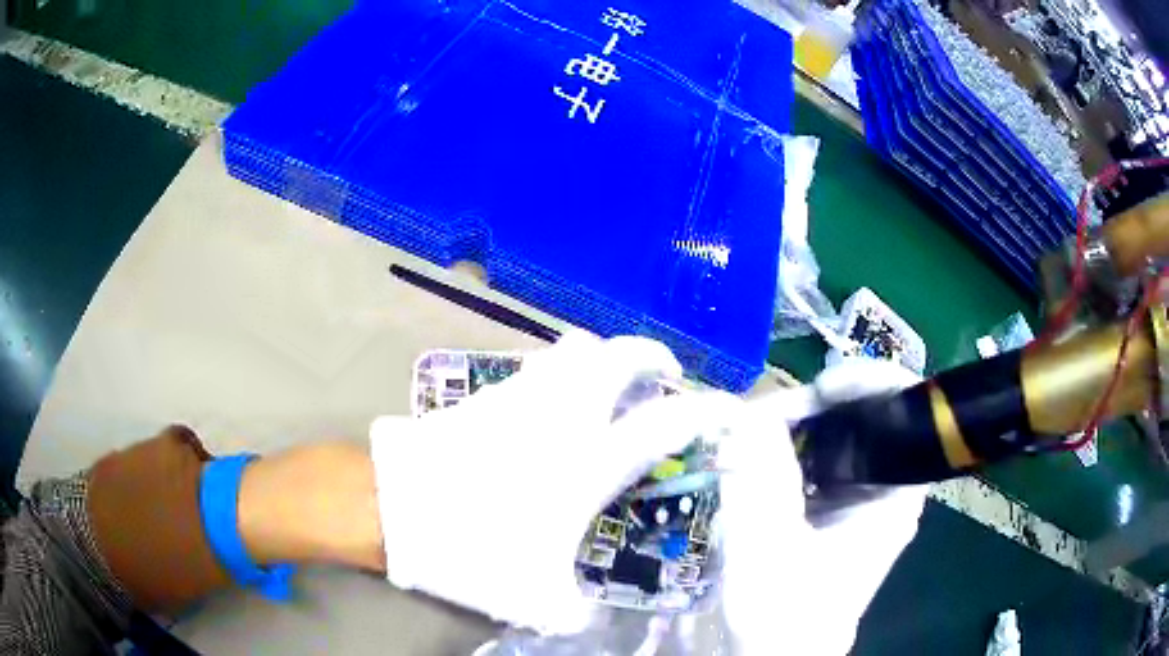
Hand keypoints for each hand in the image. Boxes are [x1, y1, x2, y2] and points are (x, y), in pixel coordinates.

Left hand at [368, 332, 737, 633]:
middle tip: (663, 375)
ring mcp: (522, 397)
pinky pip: (538, 365)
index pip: (663, 425)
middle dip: (650, 355)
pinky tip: (555, 404)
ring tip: (609, 384)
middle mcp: (562, 417)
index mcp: (586, 463)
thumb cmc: (471, 547)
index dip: (706, 411)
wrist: (393, 507)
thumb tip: (589, 615)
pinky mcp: (488, 395)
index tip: (729, 408)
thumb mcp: (533, 599)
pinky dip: (560, 371)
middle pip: (617, 354)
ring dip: (602, 357)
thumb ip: (575, 612)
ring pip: (574, 347)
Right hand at [719, 359, 926, 654]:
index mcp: (897, 491)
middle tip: (761, 414)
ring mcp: (861, 496)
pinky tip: (754, 458)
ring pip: (837, 436)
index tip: (818, 387)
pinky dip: (786, 451)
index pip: (906, 407)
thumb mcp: (771, 545)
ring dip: (795, 427)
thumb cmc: (786, 612)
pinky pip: (816, 460)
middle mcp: (888, 485)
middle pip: (866, 415)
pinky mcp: (834, 507)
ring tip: (750, 432)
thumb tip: (747, 413)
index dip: (867, 382)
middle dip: (814, 406)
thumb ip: (761, 478)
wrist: (778, 654)